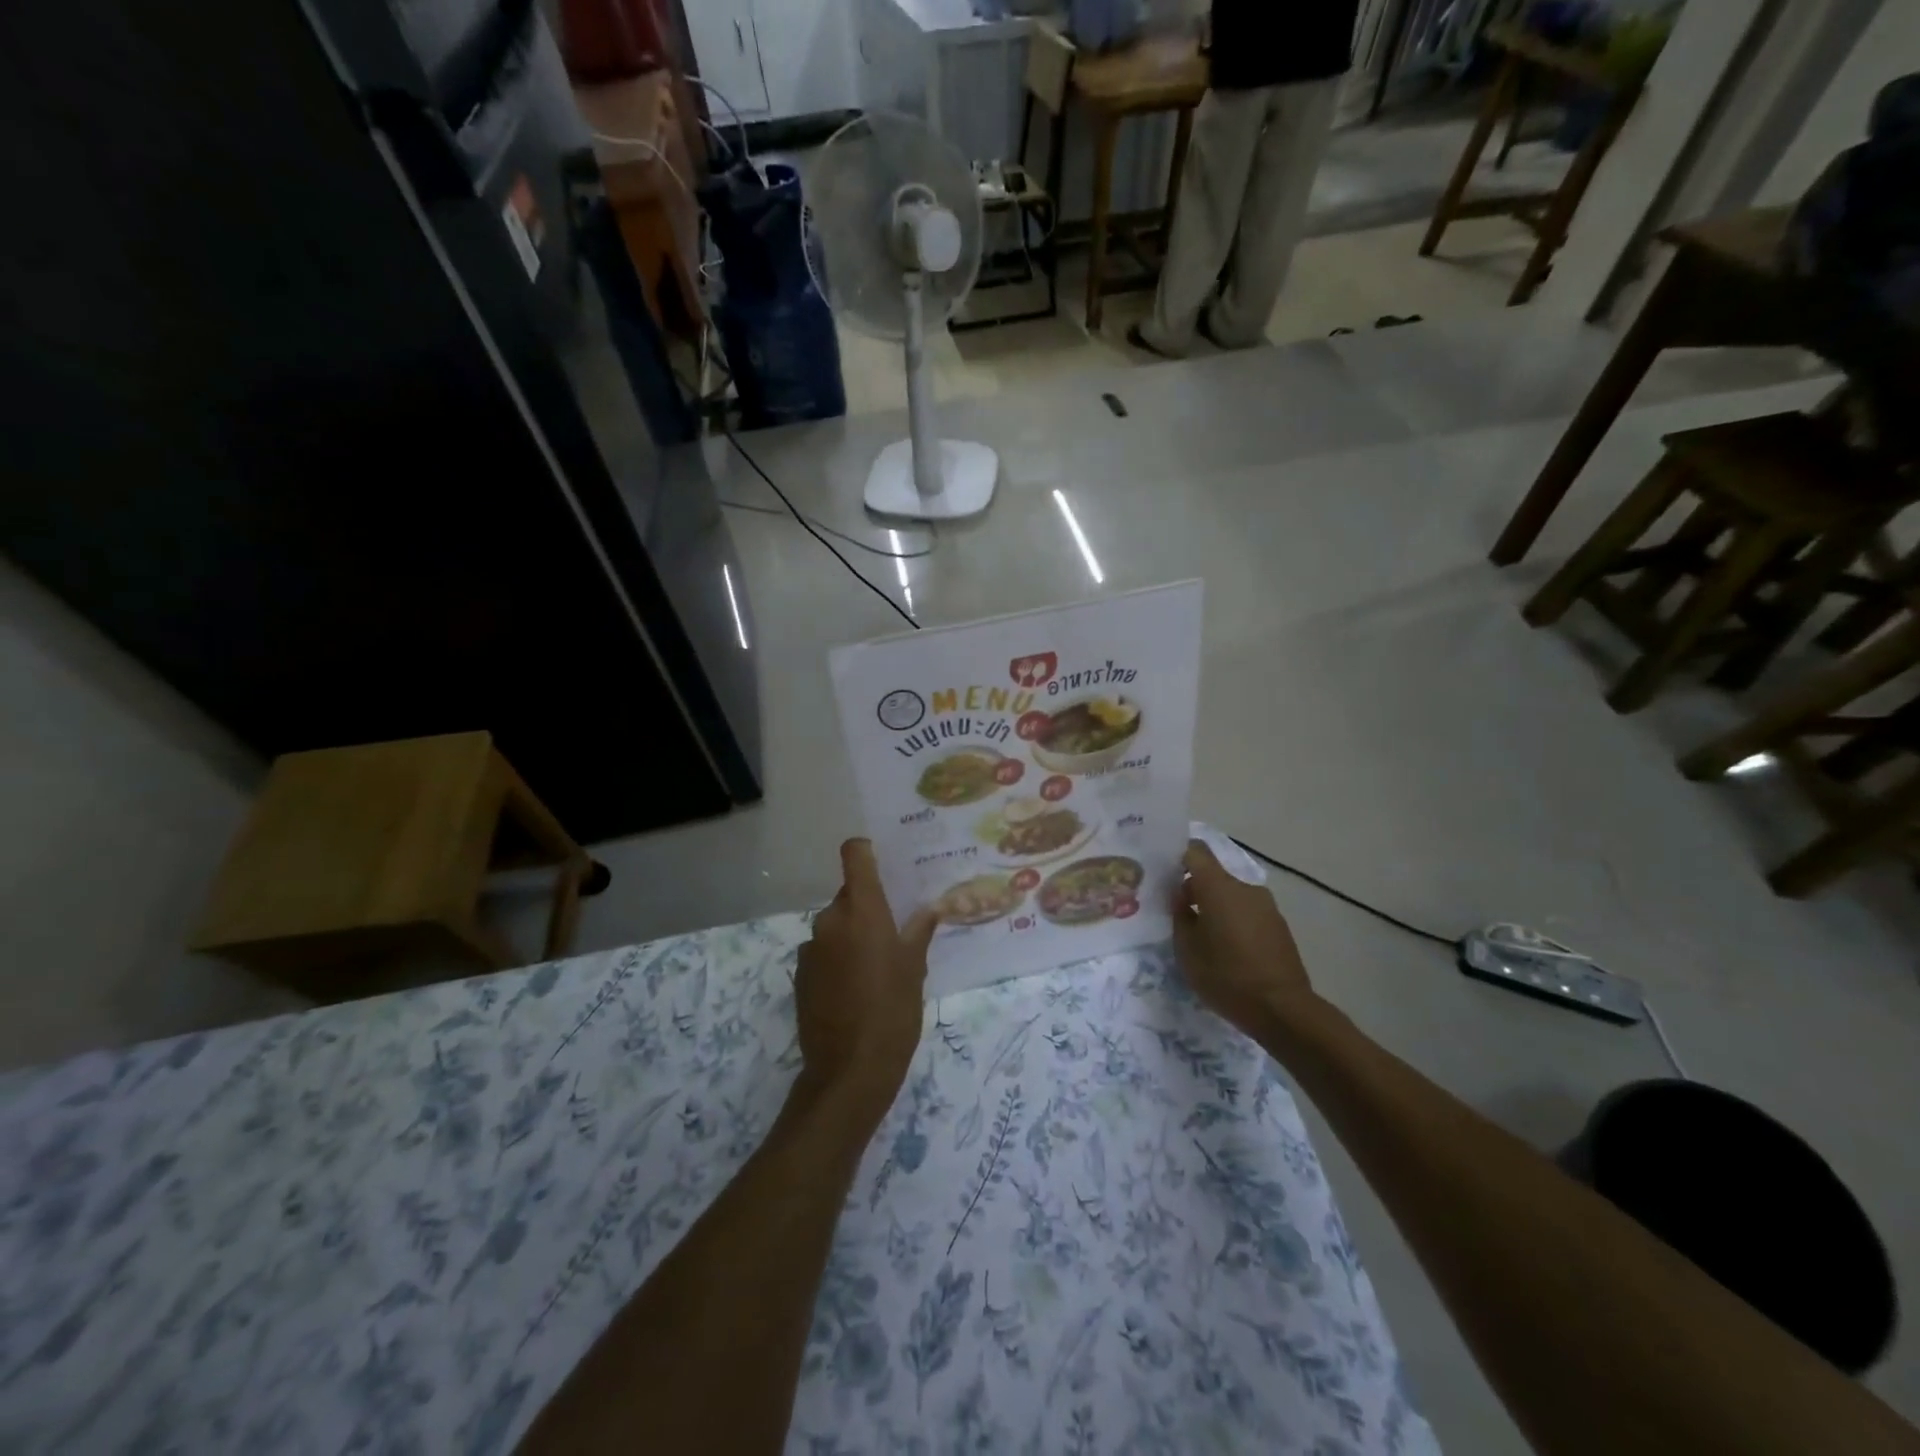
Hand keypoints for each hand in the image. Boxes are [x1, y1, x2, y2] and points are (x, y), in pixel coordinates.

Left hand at [794, 839, 936, 1121]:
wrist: (850, 1070)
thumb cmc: (893, 1011)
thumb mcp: (915, 968)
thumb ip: (919, 931)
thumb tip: (930, 908)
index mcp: (862, 910)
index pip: (854, 855)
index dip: (866, 852)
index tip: (883, 863)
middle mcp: (830, 920)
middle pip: (848, 895)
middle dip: (867, 906)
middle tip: (892, 931)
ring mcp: (810, 948)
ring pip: (835, 925)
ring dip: (851, 934)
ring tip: (874, 967)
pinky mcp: (799, 975)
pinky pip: (822, 951)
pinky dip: (836, 958)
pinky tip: (853, 988)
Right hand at [1172, 840, 1318, 1039]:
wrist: (1282, 1009)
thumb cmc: (1226, 976)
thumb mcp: (1186, 949)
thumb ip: (1180, 916)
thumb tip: (1182, 898)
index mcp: (1218, 887)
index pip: (1195, 851)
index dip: (1178, 854)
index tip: (1164, 871)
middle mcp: (1245, 888)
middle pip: (1213, 875)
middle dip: (1195, 890)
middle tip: (1178, 914)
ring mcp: (1266, 906)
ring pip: (1231, 896)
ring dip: (1216, 908)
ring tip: (1204, 938)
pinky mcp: (1279, 926)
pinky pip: (1247, 912)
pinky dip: (1234, 921)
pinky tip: (1228, 950)